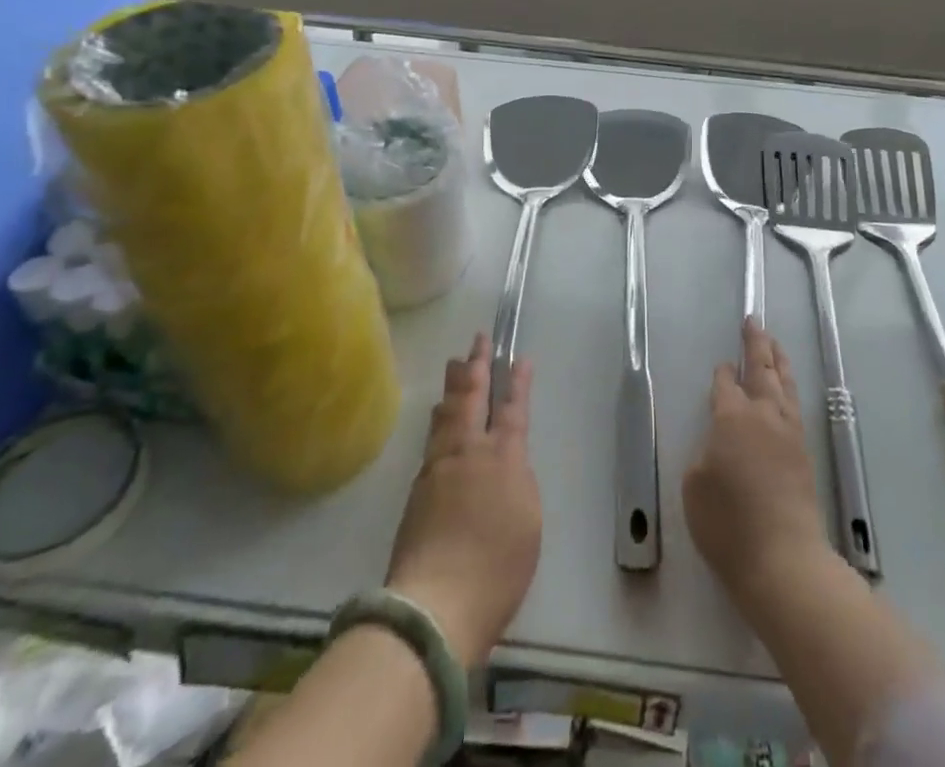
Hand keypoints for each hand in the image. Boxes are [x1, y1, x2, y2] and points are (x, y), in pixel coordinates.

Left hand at [386, 335, 540, 668]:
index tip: (519, 358)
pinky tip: (438, 420)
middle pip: (472, 399)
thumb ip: (517, 482)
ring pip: (446, 415)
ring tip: (454, 366)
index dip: (518, 383)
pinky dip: (439, 420)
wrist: (436, 604)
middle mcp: (468, 453)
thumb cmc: (497, 567)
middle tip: (477, 340)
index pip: (512, 410)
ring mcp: (437, 469)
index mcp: (503, 458)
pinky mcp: (416, 492)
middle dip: (477, 366)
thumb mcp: (528, 521)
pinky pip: (432, 440)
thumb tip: (504, 463)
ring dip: (453, 388)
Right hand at [683, 322, 833, 607]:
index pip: (726, 384)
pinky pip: (795, 405)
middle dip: (756, 343)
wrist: (783, 559)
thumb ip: (705, 453)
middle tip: (753, 322)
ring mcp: (789, 432)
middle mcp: (764, 415)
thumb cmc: (728, 524)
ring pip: (784, 383)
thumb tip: (720, 443)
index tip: (721, 367)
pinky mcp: (804, 453)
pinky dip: (789, 387)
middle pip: (762, 368)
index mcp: (732, 417)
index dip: (722, 373)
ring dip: (777, 360)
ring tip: (774, 344)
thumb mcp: (695, 486)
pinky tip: (786, 391)